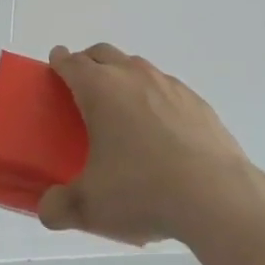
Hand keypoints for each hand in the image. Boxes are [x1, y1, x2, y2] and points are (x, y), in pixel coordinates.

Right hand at [38, 42, 261, 244]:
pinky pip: (167, 89)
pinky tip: (161, 131)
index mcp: (100, 89)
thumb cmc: (143, 191)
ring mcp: (169, 86)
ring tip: (122, 111)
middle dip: (89, 62)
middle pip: (104, 53)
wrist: (218, 197)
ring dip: (123, 77)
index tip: (55, 62)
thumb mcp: (91, 207)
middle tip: (82, 86)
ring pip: (137, 67)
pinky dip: (155, 99)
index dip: (60, 61)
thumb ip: (60, 208)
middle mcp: (133, 76)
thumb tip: (47, 210)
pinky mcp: (198, 103)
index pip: (72, 63)